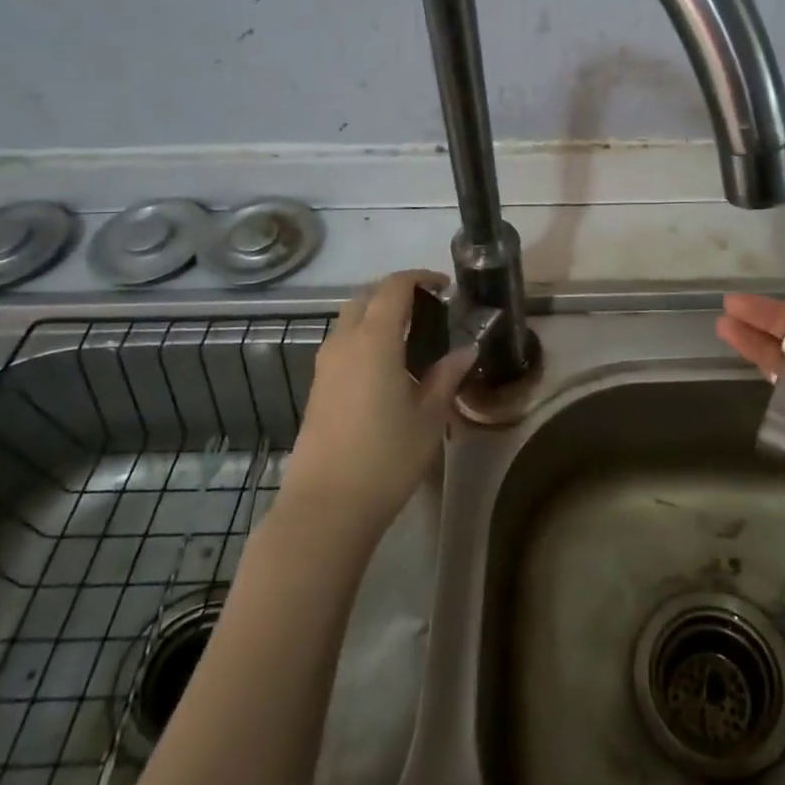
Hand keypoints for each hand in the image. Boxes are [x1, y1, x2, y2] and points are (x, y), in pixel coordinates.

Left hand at [281, 270, 475, 530]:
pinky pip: (342, 345)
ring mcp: (325, 366)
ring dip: (376, 316)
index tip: (444, 287)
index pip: (393, 288)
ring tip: (410, 338)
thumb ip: (447, 376)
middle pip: (365, 297)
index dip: (420, 278)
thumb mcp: (429, 416)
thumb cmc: (386, 457)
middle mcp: (344, 343)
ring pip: (349, 320)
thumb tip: (467, 349)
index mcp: (374, 340)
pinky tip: (388, 368)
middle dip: (395, 292)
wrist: (326, 506)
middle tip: (427, 308)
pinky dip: (364, 338)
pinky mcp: (318, 388)